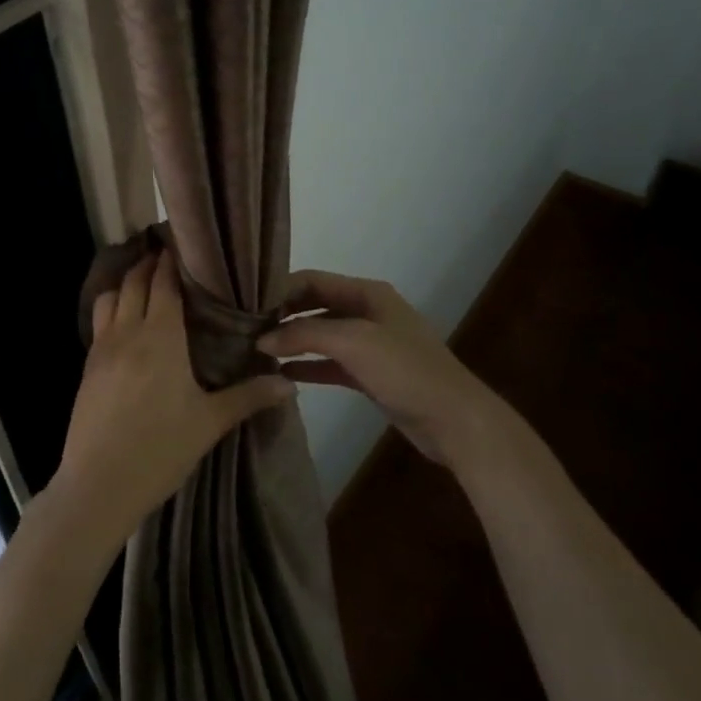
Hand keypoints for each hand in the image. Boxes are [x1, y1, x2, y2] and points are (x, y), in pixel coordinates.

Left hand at [55, 250, 293, 548]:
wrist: (97, 486)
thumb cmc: (159, 450)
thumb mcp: (210, 423)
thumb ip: (249, 397)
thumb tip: (290, 384)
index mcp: (160, 336)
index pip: (164, 282)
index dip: (172, 260)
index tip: (182, 243)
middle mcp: (128, 332)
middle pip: (134, 282)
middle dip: (148, 263)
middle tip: (166, 253)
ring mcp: (101, 349)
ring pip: (109, 298)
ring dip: (125, 283)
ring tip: (143, 283)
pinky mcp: (87, 369)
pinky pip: (99, 323)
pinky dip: (112, 309)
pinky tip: (125, 325)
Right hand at [259, 269, 506, 469]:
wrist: (455, 420)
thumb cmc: (405, 370)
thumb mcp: (353, 343)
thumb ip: (305, 335)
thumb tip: (262, 339)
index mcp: (367, 293)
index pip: (313, 280)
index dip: (281, 290)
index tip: (247, 305)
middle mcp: (367, 312)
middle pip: (315, 306)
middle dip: (283, 316)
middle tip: (245, 330)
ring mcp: (369, 345)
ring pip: (321, 336)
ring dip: (292, 342)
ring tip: (255, 352)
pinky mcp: (369, 375)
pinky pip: (330, 364)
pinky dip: (307, 367)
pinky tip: (281, 375)